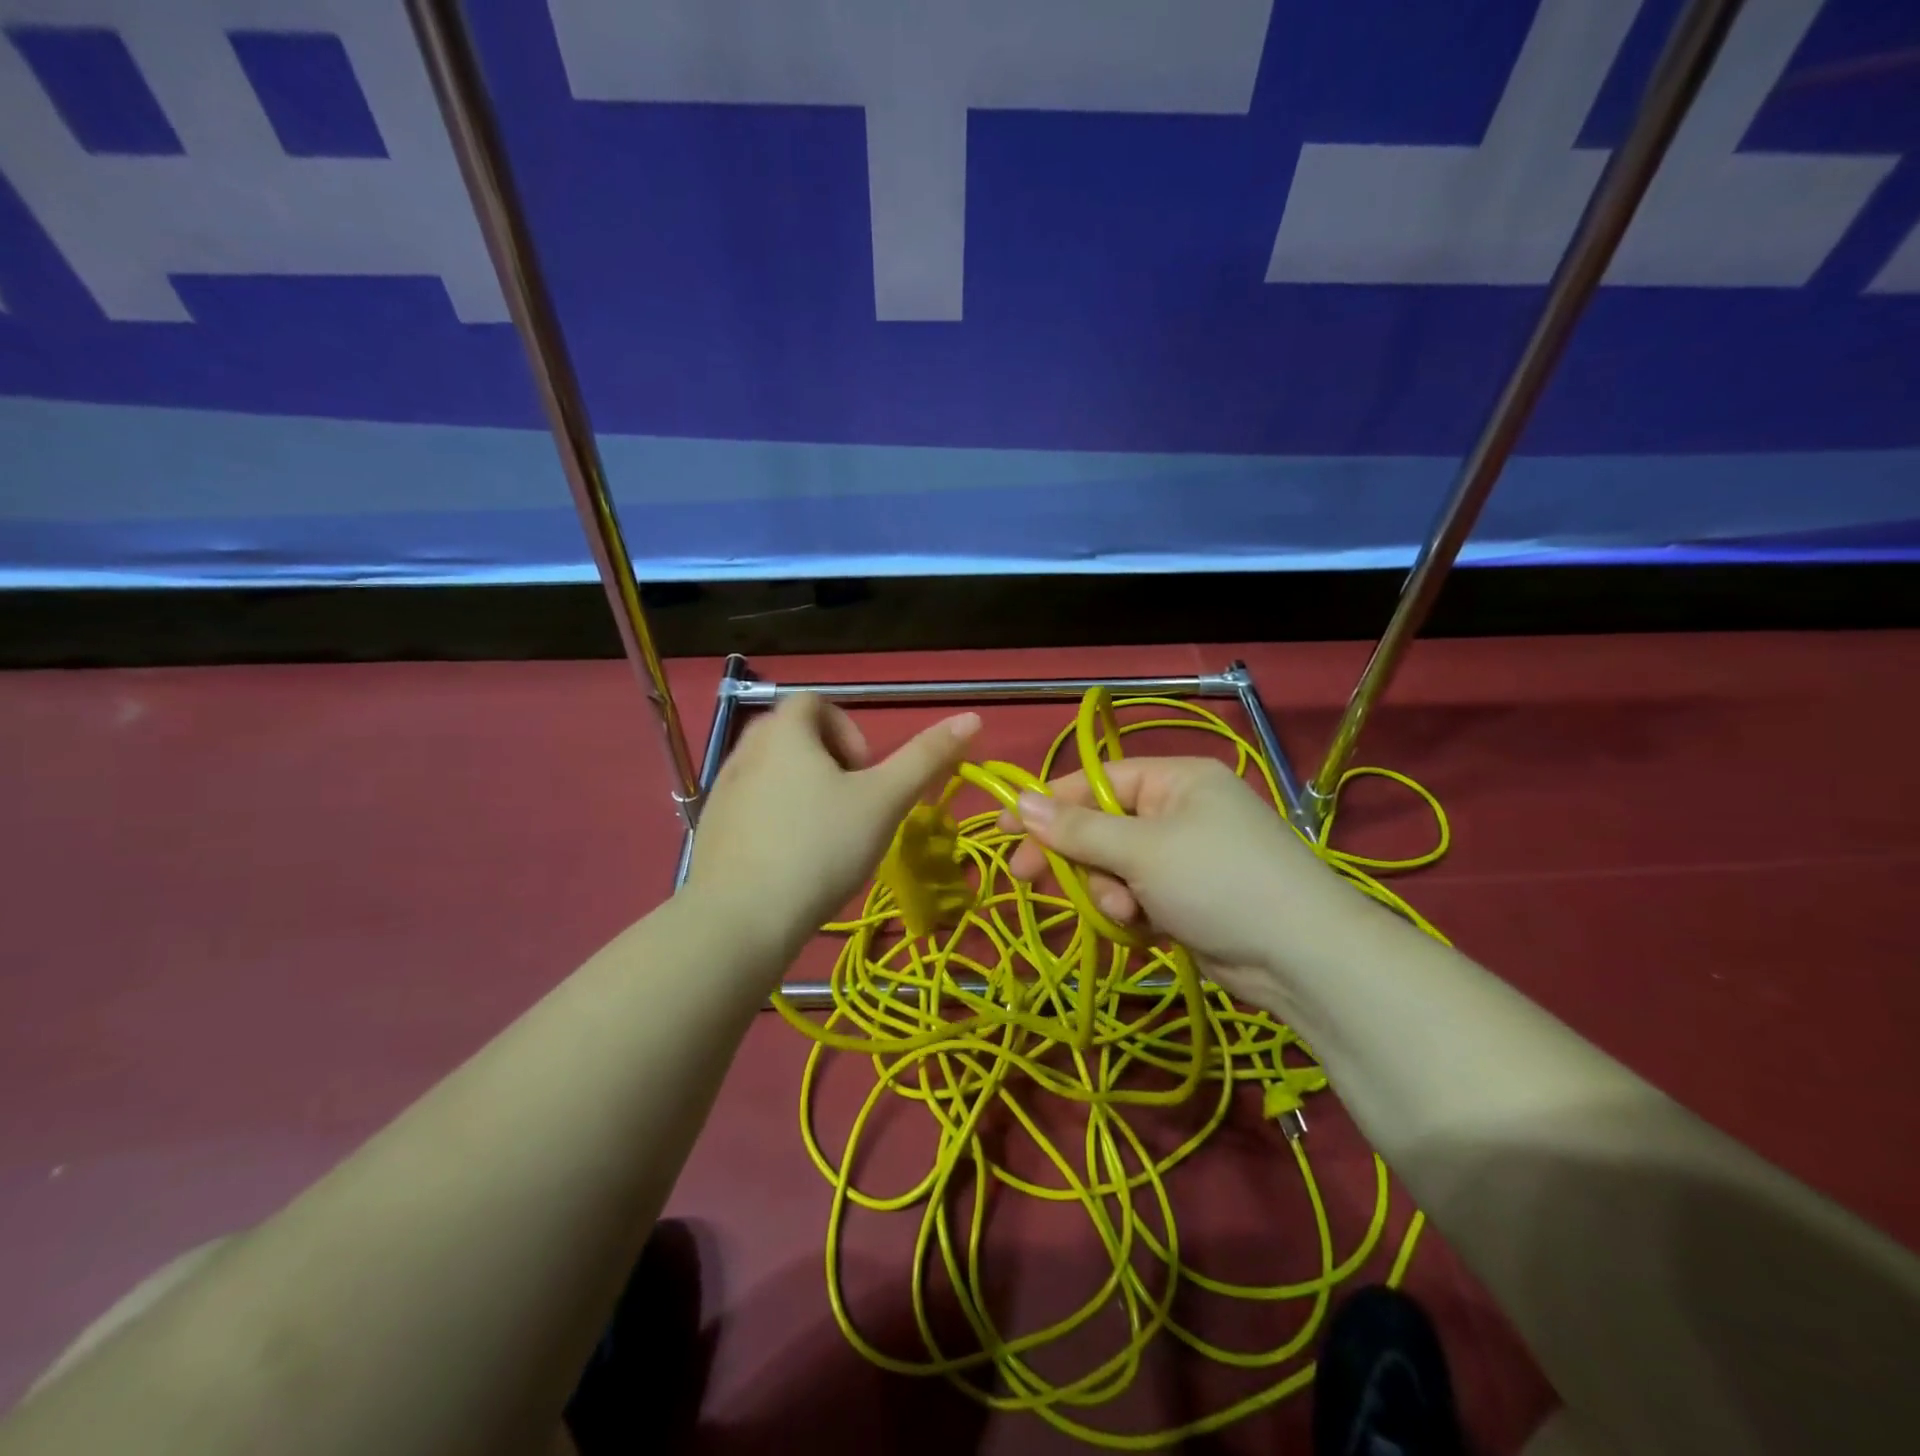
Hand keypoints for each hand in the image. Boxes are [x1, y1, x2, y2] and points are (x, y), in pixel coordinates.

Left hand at [685, 694, 980, 961]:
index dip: (849, 730)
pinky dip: (776, 818)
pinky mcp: (710, 829)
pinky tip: (791, 860)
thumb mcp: (884, 801)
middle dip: (828, 761)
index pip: (815, 702)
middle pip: (792, 735)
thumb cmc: (821, 848)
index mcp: (785, 732)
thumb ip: (926, 758)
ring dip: (803, 790)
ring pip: (772, 772)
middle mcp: (746, 751)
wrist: (741, 920)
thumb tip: (973, 717)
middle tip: (851, 804)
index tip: (866, 775)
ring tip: (824, 835)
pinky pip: (751, 806)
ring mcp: (723, 791)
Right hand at [1002, 757, 1342, 1001]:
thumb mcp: (1140, 850)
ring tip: (1127, 914)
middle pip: (1103, 827)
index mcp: (1176, 781)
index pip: (1097, 781)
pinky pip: (1139, 898)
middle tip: (1028, 879)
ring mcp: (1187, 857)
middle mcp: (1180, 812)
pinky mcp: (1190, 899)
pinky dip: (1133, 914)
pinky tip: (1146, 930)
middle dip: (1079, 859)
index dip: (1049, 804)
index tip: (1004, 827)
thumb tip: (1020, 801)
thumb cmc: (1217, 882)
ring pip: (1116, 869)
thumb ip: (1077, 829)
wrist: (1302, 959)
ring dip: (1109, 893)